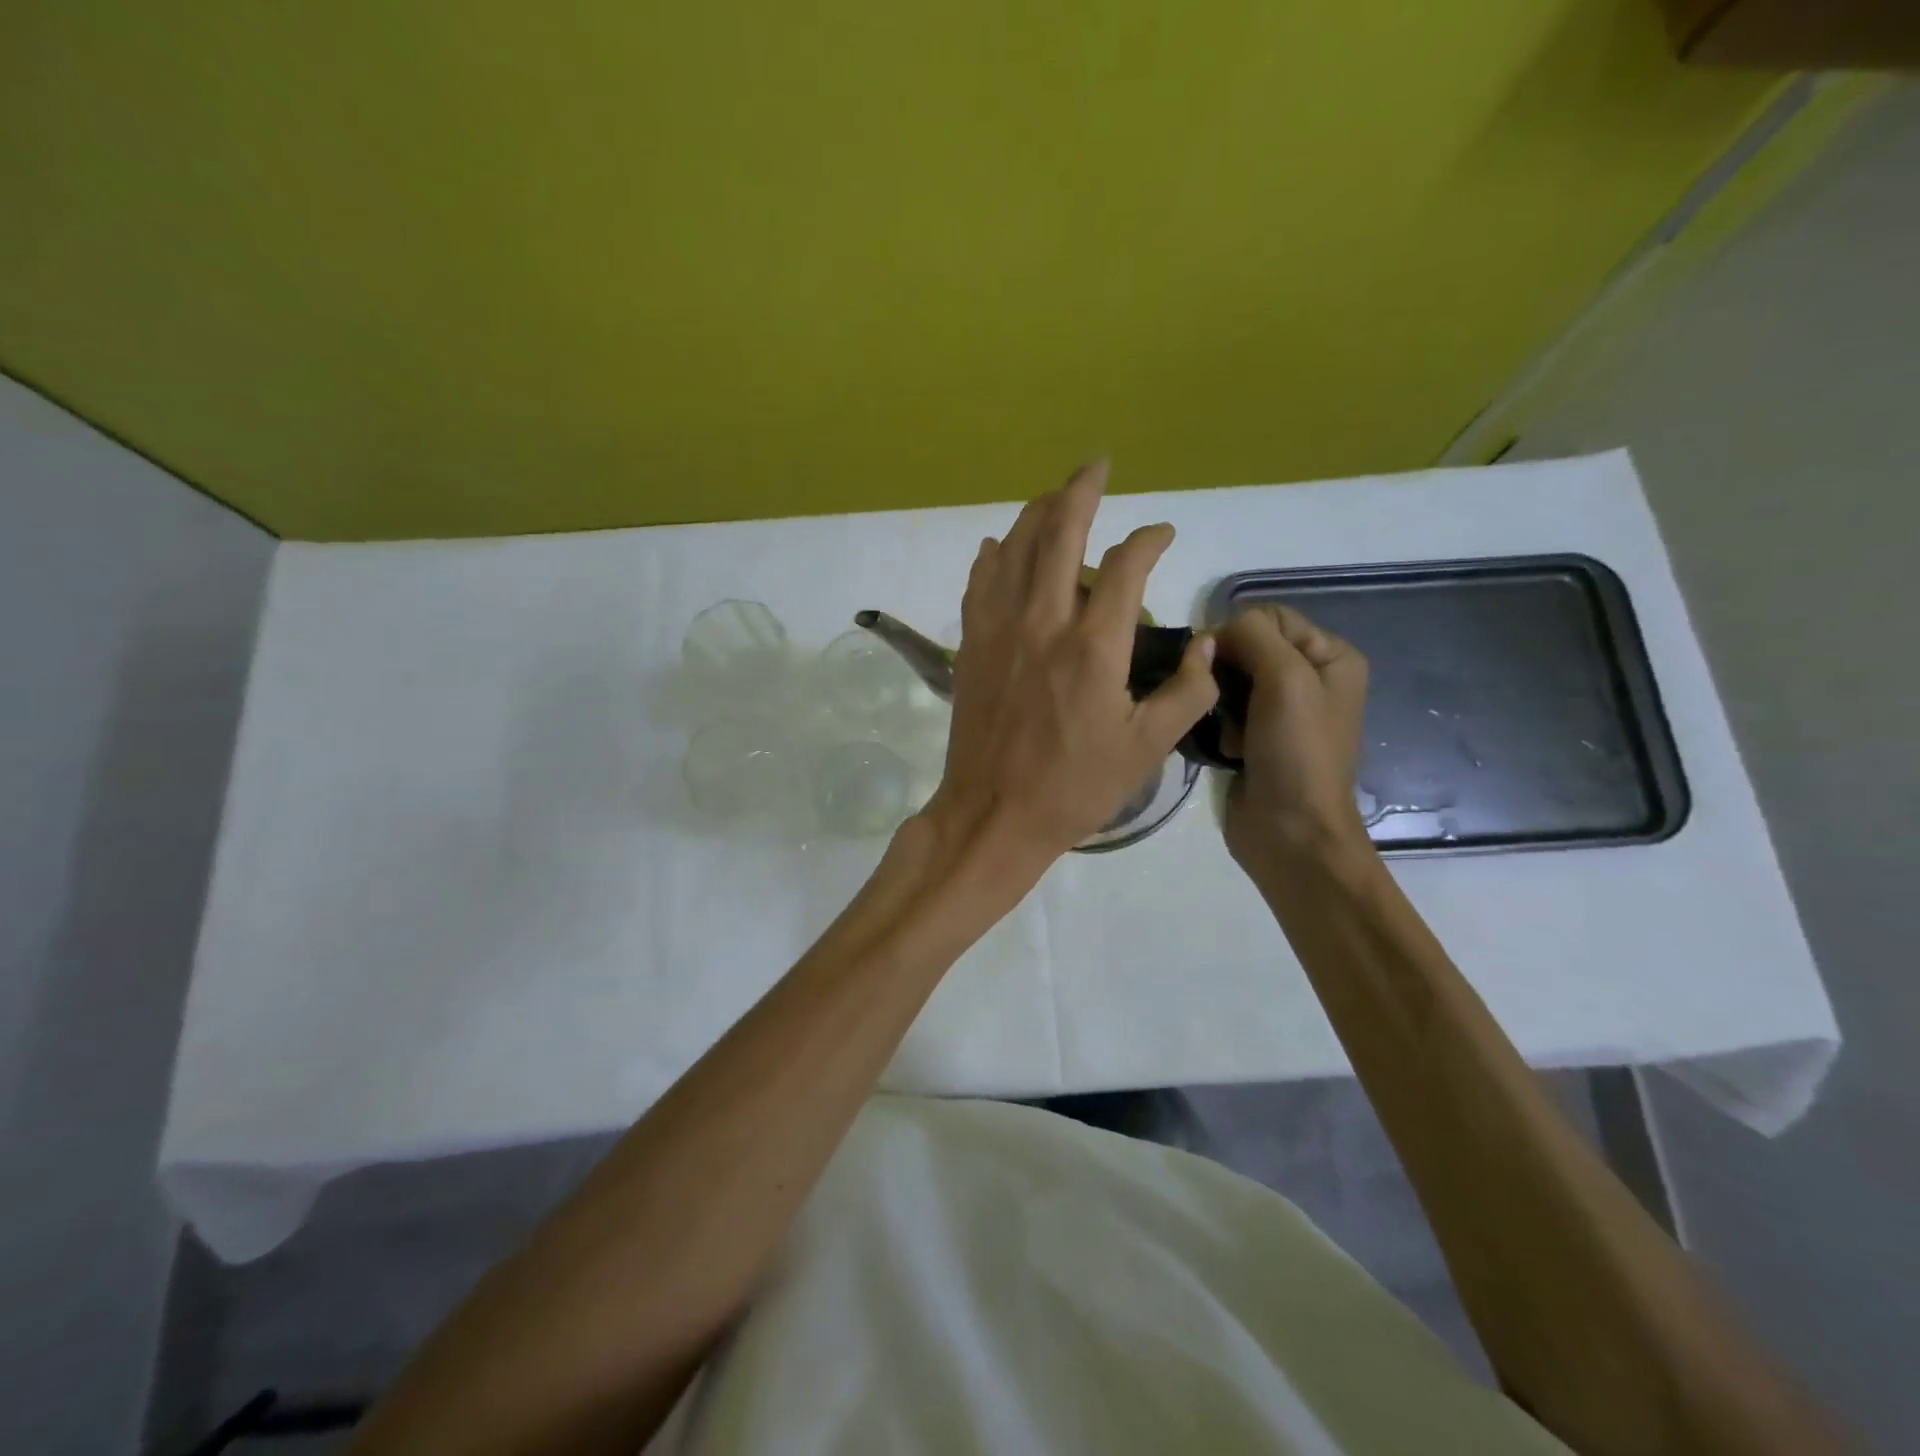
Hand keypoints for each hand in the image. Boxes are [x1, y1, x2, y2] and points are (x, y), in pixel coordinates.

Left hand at [920, 461, 1218, 876]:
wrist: (994, 814)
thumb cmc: (1074, 788)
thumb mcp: (1147, 749)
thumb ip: (1187, 693)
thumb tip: (1210, 647)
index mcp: (1093, 646)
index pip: (1125, 566)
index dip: (1149, 539)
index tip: (1163, 534)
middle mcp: (1042, 622)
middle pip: (1059, 533)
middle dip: (1080, 490)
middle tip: (1097, 464)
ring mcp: (998, 630)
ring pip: (1013, 548)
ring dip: (1036, 512)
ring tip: (1057, 495)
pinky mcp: (970, 645)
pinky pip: (979, 583)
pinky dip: (992, 556)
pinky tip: (999, 546)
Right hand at [1214, 603, 1371, 869]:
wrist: (1291, 832)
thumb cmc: (1297, 751)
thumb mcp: (1285, 679)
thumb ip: (1253, 636)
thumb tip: (1216, 632)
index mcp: (1331, 657)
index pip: (1271, 616)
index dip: (1239, 632)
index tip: (1219, 662)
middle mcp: (1310, 679)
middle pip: (1249, 647)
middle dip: (1226, 669)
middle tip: (1217, 697)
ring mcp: (1282, 712)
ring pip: (1230, 680)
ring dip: (1219, 700)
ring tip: (1224, 729)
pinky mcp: (1256, 740)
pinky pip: (1225, 713)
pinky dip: (1218, 725)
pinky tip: (1225, 747)